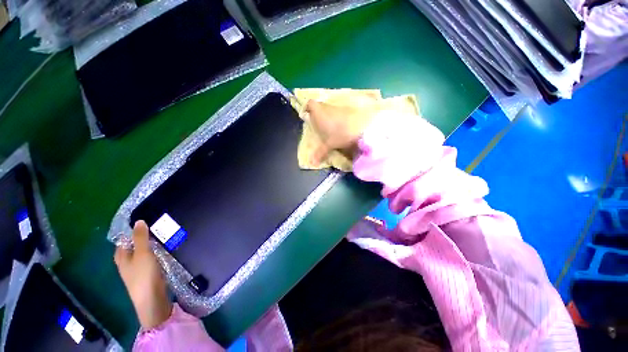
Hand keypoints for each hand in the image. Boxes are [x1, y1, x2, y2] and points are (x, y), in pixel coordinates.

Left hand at [114, 221, 171, 329]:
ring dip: (150, 245)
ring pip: (142, 253)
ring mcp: (137, 269)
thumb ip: (140, 238)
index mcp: (122, 257)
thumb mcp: (142, 253)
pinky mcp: (147, 274)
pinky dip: (155, 253)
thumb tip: (139, 221)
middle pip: (133, 247)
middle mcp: (127, 263)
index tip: (145, 223)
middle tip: (157, 228)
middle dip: (143, 238)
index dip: (132, 232)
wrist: (151, 298)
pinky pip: (150, 259)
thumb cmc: (143, 274)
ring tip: (163, 236)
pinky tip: (164, 250)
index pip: (123, 241)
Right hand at [306, 100, 369, 164]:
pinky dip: (337, 118)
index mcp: (319, 113)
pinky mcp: (347, 111)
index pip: (310, 103)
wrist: (359, 130)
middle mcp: (328, 108)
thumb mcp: (328, 145)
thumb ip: (319, 153)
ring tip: (328, 127)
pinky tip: (339, 127)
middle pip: (320, 106)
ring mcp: (338, 108)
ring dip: (328, 116)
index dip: (307, 108)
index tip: (307, 115)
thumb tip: (312, 163)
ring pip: (330, 109)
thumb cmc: (338, 135)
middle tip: (317, 125)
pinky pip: (339, 112)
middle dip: (318, 114)